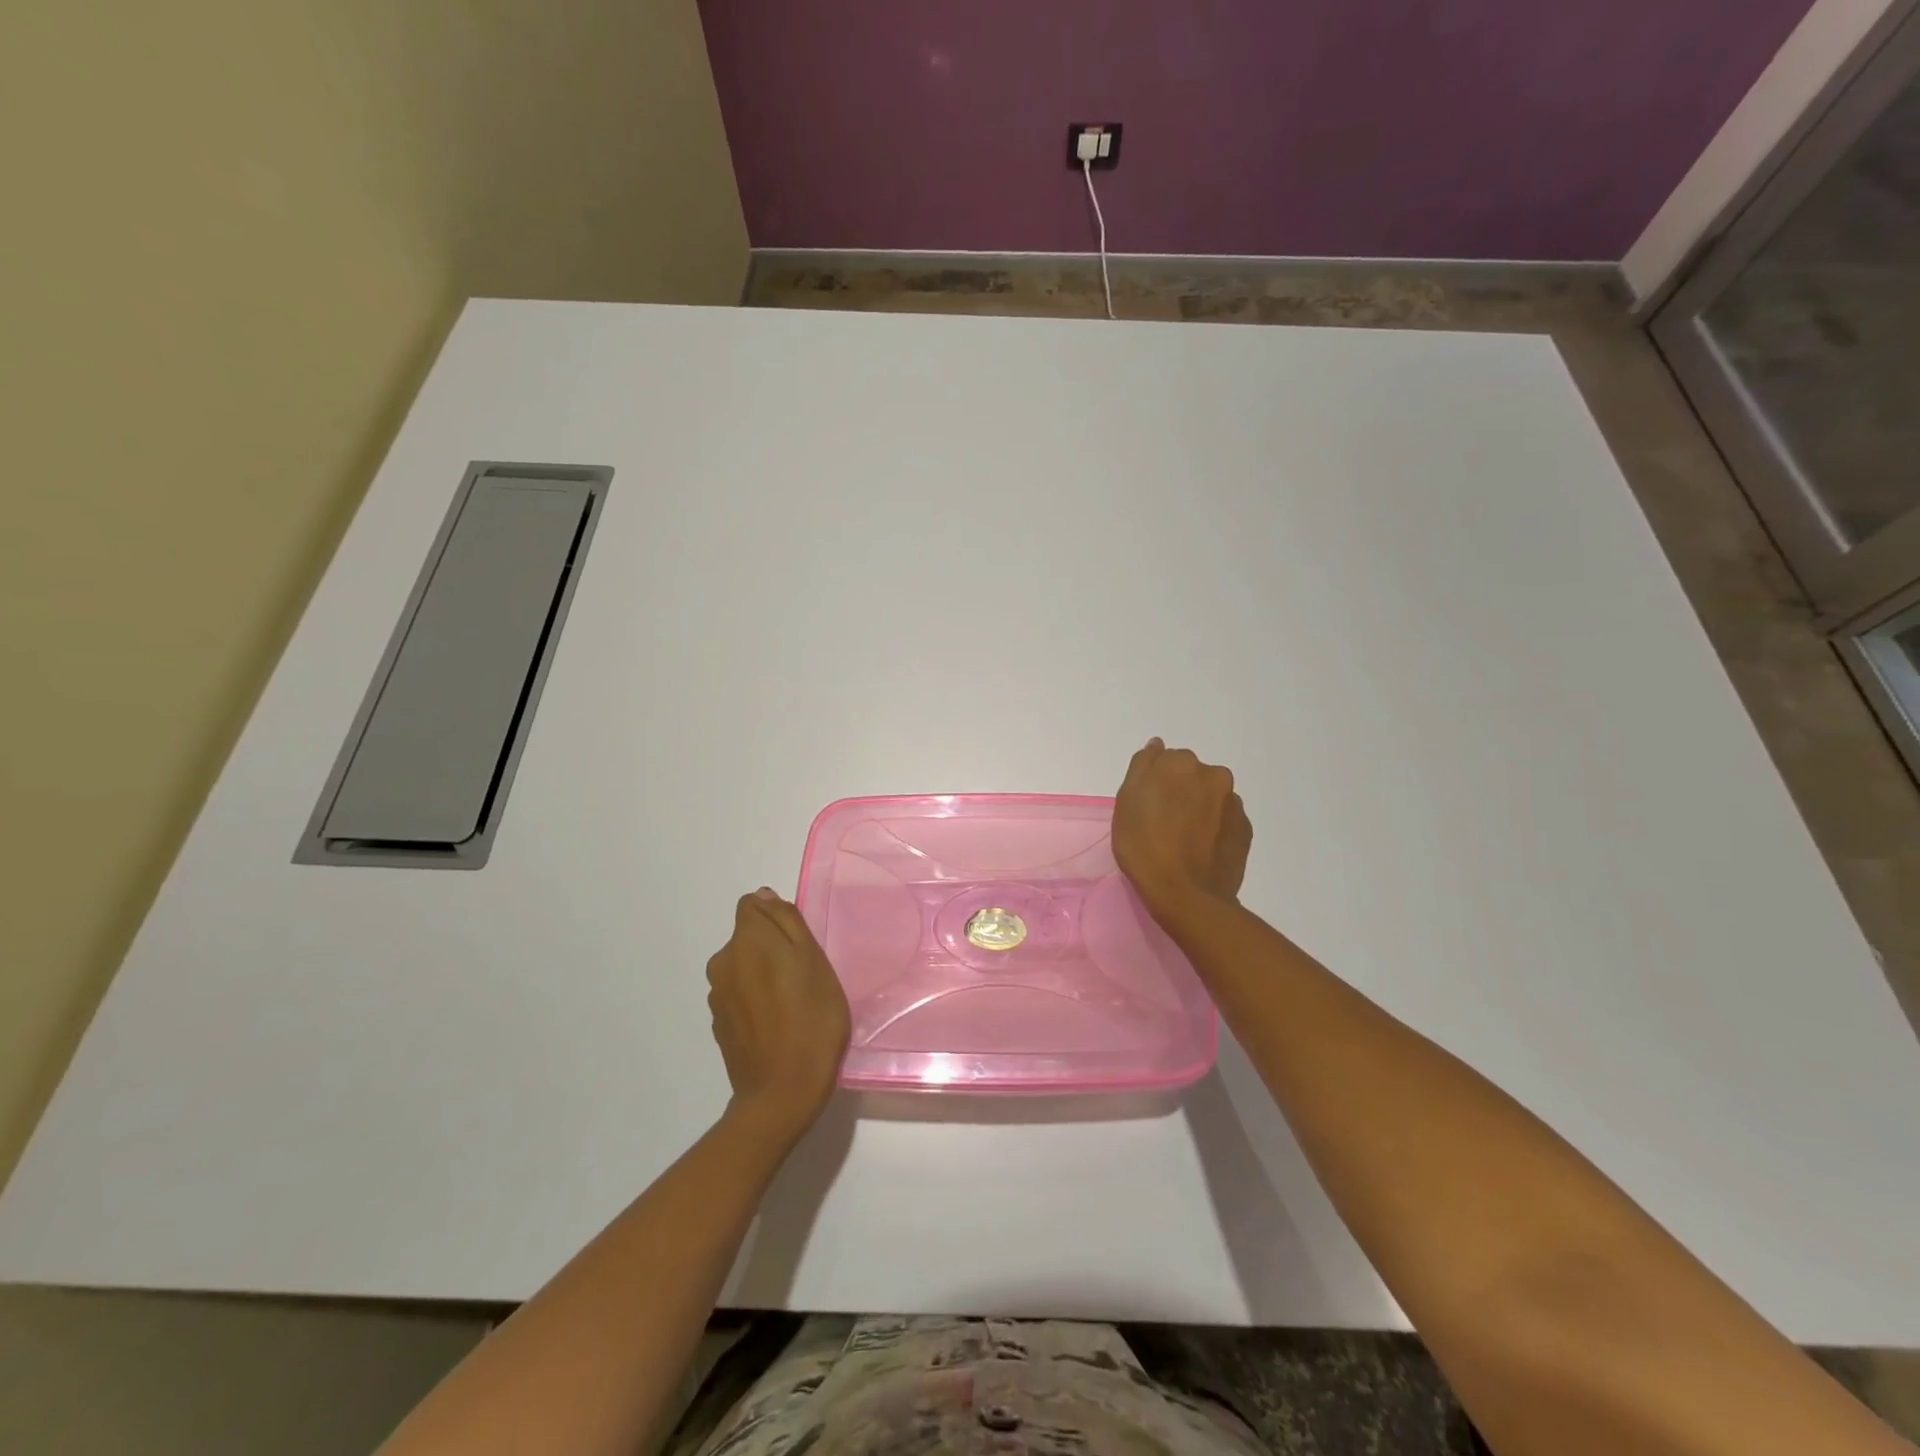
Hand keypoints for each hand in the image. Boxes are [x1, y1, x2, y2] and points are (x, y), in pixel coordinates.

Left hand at [706, 888, 850, 1145]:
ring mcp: (717, 996)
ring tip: (793, 1004)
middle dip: (771, 948)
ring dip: (763, 975)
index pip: (752, 906)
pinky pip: (739, 997)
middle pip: (748, 938)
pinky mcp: (718, 1025)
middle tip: (804, 977)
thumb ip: (787, 921)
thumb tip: (764, 896)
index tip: (799, 944)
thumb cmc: (811, 1019)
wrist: (782, 1093)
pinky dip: (755, 1002)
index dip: (777, 918)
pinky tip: (777, 1026)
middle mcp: (722, 962)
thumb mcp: (814, 960)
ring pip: (743, 968)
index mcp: (746, 940)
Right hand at [1112, 738, 1251, 925]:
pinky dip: (1214, 827)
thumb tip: (1158, 745)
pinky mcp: (1245, 829)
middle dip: (1179, 791)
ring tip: (1184, 840)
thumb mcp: (1126, 801)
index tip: (1146, 806)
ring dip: (1199, 808)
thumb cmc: (1144, 845)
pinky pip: (1224, 820)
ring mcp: (1233, 803)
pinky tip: (1201, 849)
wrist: (1186, 894)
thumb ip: (1143, 765)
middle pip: (1190, 776)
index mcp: (1181, 763)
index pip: (1163, 760)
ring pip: (1210, 797)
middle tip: (1162, 823)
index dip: (1153, 782)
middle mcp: (1213, 774)